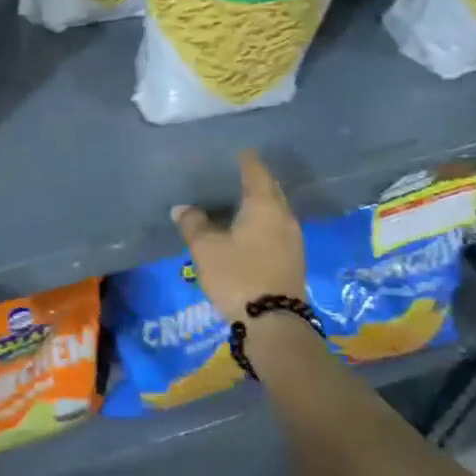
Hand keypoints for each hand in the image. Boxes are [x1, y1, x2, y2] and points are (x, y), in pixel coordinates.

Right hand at [172, 150, 304, 320]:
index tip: (236, 151)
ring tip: (237, 200)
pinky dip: (262, 221)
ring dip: (259, 202)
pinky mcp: (293, 259)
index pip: (256, 171)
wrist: (274, 324)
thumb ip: (193, 224)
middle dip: (255, 180)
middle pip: (270, 189)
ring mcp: (292, 239)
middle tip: (234, 173)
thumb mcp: (206, 248)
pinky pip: (276, 227)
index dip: (245, 160)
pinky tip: (248, 228)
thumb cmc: (238, 275)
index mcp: (264, 205)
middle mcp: (283, 216)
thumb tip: (183, 208)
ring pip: (275, 210)